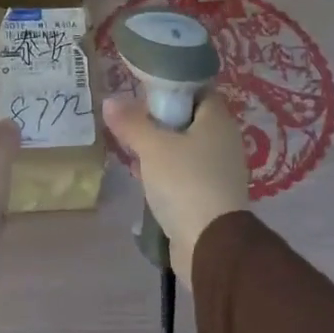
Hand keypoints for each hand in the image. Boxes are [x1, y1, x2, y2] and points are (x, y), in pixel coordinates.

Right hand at [102, 92, 250, 285]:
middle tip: (129, 123)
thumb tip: (110, 101)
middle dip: (158, 121)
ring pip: (184, 148)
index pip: (197, 90)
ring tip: (130, 150)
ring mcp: (219, 170)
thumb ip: (131, 123)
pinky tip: (141, 178)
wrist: (210, 244)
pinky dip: (164, 172)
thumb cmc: (185, 182)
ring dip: (158, 149)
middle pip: (188, 120)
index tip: (142, 93)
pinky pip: (184, 174)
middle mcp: (223, 141)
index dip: (170, 88)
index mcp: (217, 120)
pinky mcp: (210, 195)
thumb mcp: (152, 147)